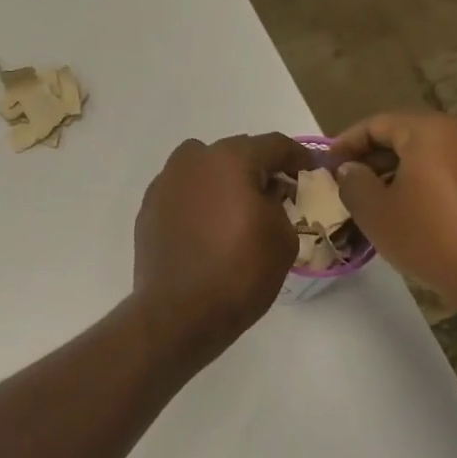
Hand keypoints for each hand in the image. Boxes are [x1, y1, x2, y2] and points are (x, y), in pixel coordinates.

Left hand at [132, 134, 310, 360]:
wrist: (179, 312)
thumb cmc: (240, 273)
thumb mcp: (283, 237)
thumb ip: (279, 203)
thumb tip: (267, 193)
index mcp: (230, 159)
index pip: (273, 145)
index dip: (297, 156)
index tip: (309, 171)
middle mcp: (192, 161)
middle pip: (234, 153)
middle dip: (256, 169)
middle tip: (274, 193)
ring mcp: (164, 183)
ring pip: (201, 169)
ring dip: (221, 181)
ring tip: (236, 209)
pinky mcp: (148, 209)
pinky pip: (182, 193)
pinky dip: (197, 201)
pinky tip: (207, 228)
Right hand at [330, 111, 456, 312]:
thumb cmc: (433, 237)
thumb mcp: (377, 212)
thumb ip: (354, 183)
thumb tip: (351, 169)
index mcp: (433, 129)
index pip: (378, 123)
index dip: (347, 143)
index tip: (327, 166)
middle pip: (410, 136)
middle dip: (376, 159)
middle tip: (350, 186)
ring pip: (436, 155)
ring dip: (404, 174)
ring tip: (381, 204)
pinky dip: (432, 185)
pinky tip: (418, 215)